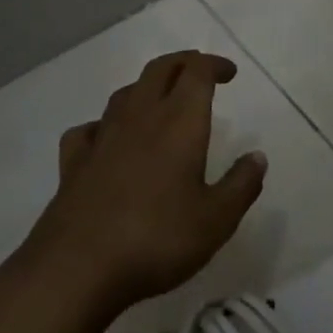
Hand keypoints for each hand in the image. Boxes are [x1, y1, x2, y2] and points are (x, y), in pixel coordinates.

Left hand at [20, 51, 266, 315]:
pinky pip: (89, 129)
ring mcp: (103, 136)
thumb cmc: (156, 239)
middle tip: (200, 73)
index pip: (197, 71)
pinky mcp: (74, 162)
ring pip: (126, 92)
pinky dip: (104, 125)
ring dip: (147, 87)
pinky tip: (107, 139)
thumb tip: (258, 157)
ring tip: (160, 101)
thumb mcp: (216, 220)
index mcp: (179, 121)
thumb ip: (241, 185)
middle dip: (183, 63)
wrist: (76, 268)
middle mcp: (141, 116)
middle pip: (161, 69)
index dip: (215, 65)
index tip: (230, 74)